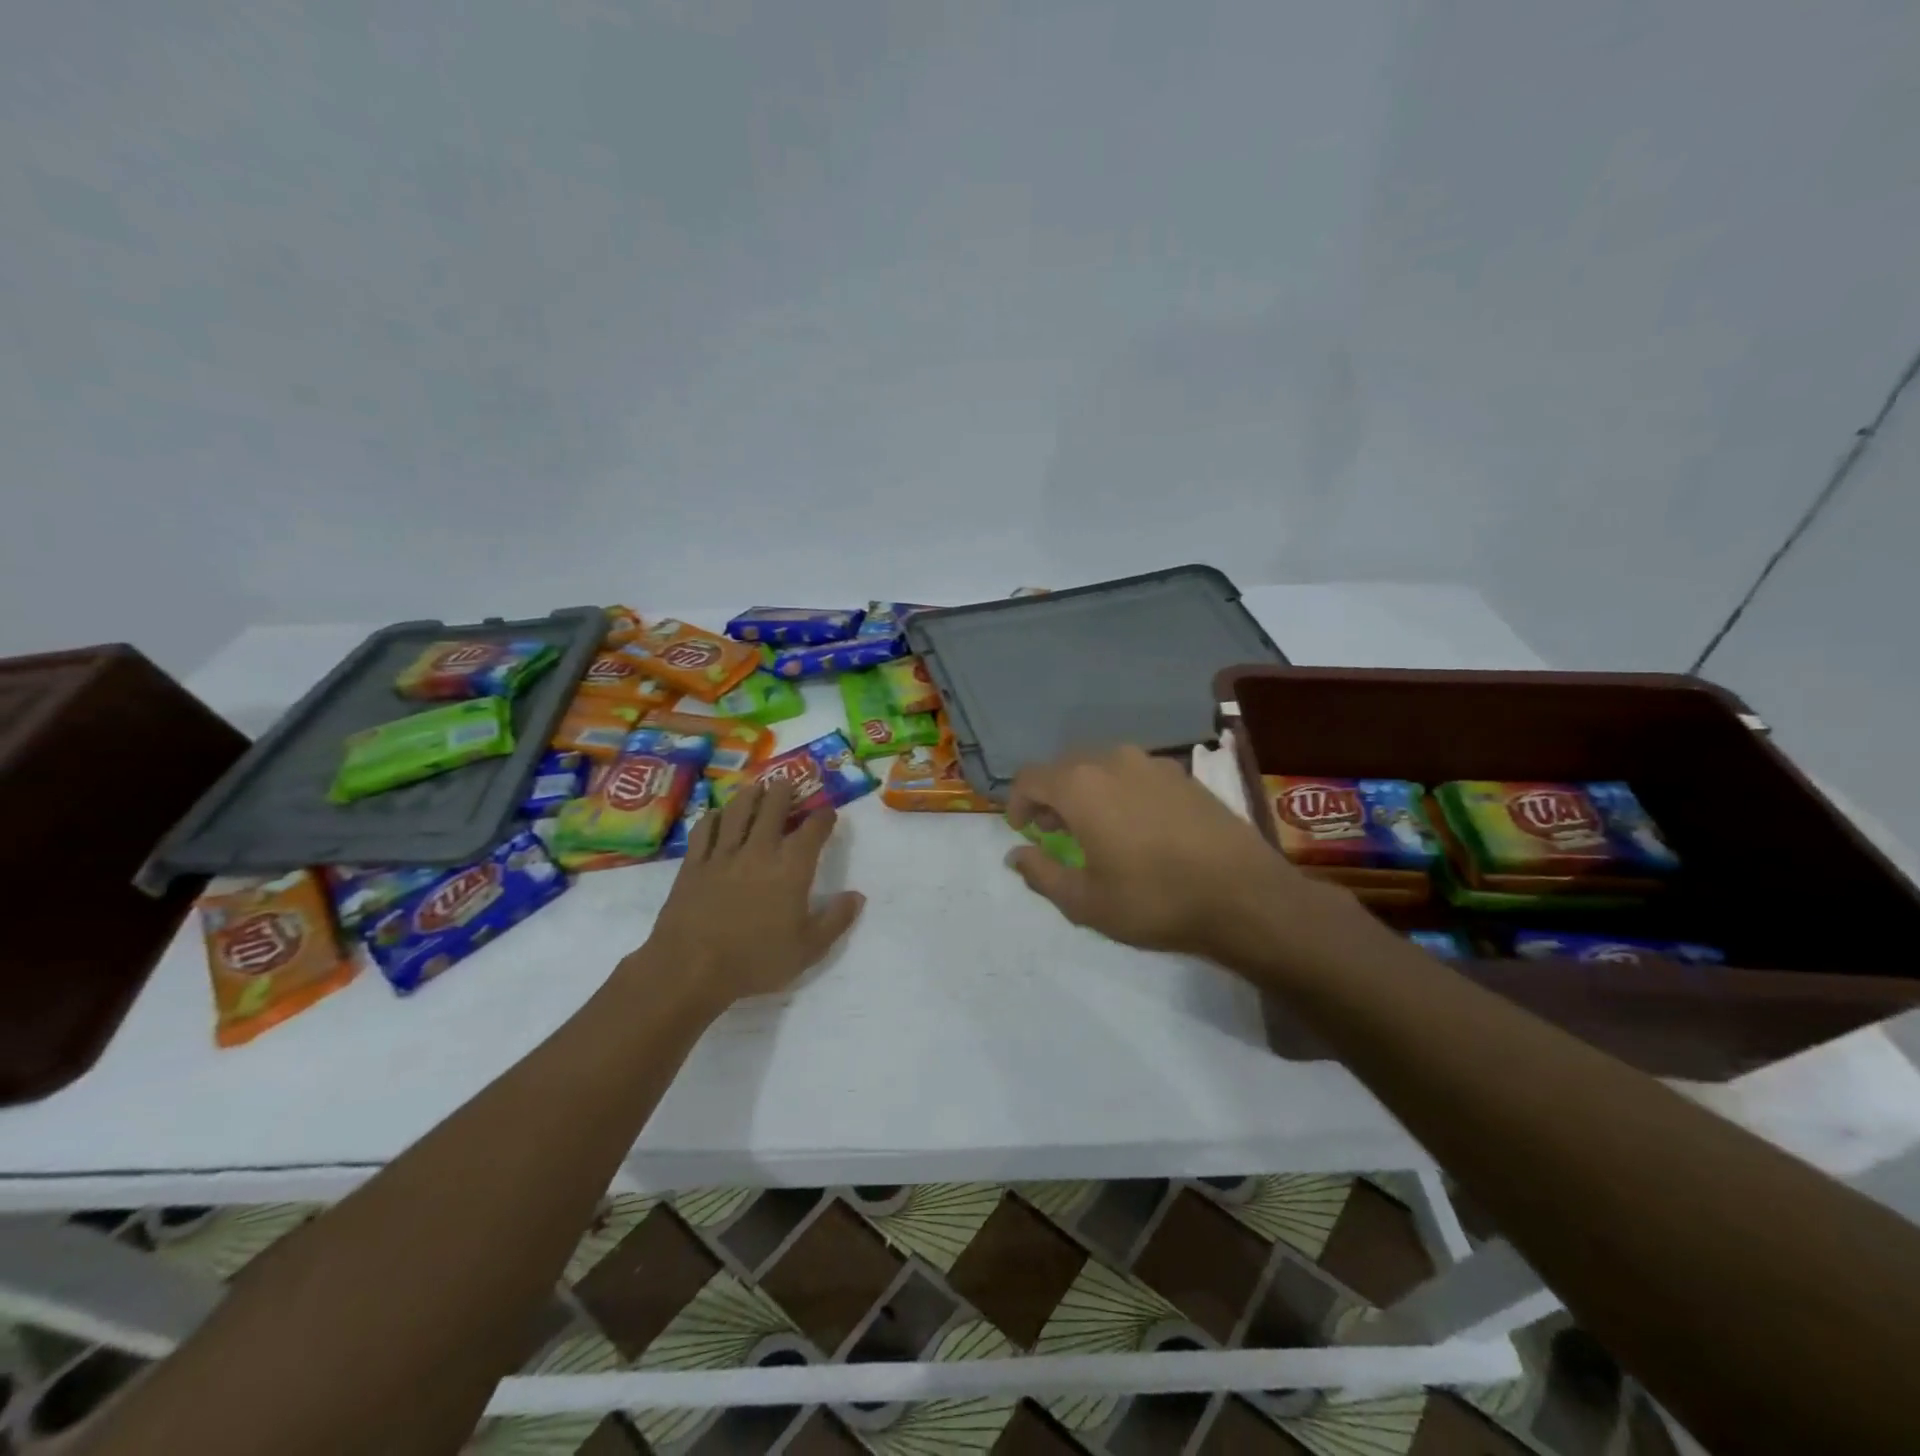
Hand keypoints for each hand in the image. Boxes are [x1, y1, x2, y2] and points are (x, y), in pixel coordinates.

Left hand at [633, 779, 864, 1008]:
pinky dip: (712, 818)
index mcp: (791, 868)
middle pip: (772, 809)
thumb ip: (836, 919)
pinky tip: (715, 814)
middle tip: (787, 781)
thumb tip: (857, 896)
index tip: (828, 811)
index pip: (812, 831)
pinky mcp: (693, 865)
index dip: (823, 817)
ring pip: (737, 813)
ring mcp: (723, 855)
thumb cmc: (755, 960)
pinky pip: (703, 831)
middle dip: (783, 792)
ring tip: (755, 786)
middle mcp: (759, 851)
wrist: (690, 967)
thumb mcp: (808, 949)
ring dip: (749, 795)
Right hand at [1004, 745, 1356, 972]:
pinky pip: (1136, 775)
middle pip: (1066, 767)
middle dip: (1052, 797)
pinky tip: (1138, 827)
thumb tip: (1016, 855)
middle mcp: (1114, 761)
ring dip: (1088, 792)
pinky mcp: (1184, 775)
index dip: (1017, 803)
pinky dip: (1122, 793)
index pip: (1030, 778)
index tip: (1023, 831)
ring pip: (1103, 768)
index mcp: (1081, 785)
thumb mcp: (1085, 902)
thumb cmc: (1155, 900)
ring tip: (1096, 829)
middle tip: (1054, 832)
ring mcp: (1153, 764)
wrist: (1245, 897)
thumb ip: (1041, 873)